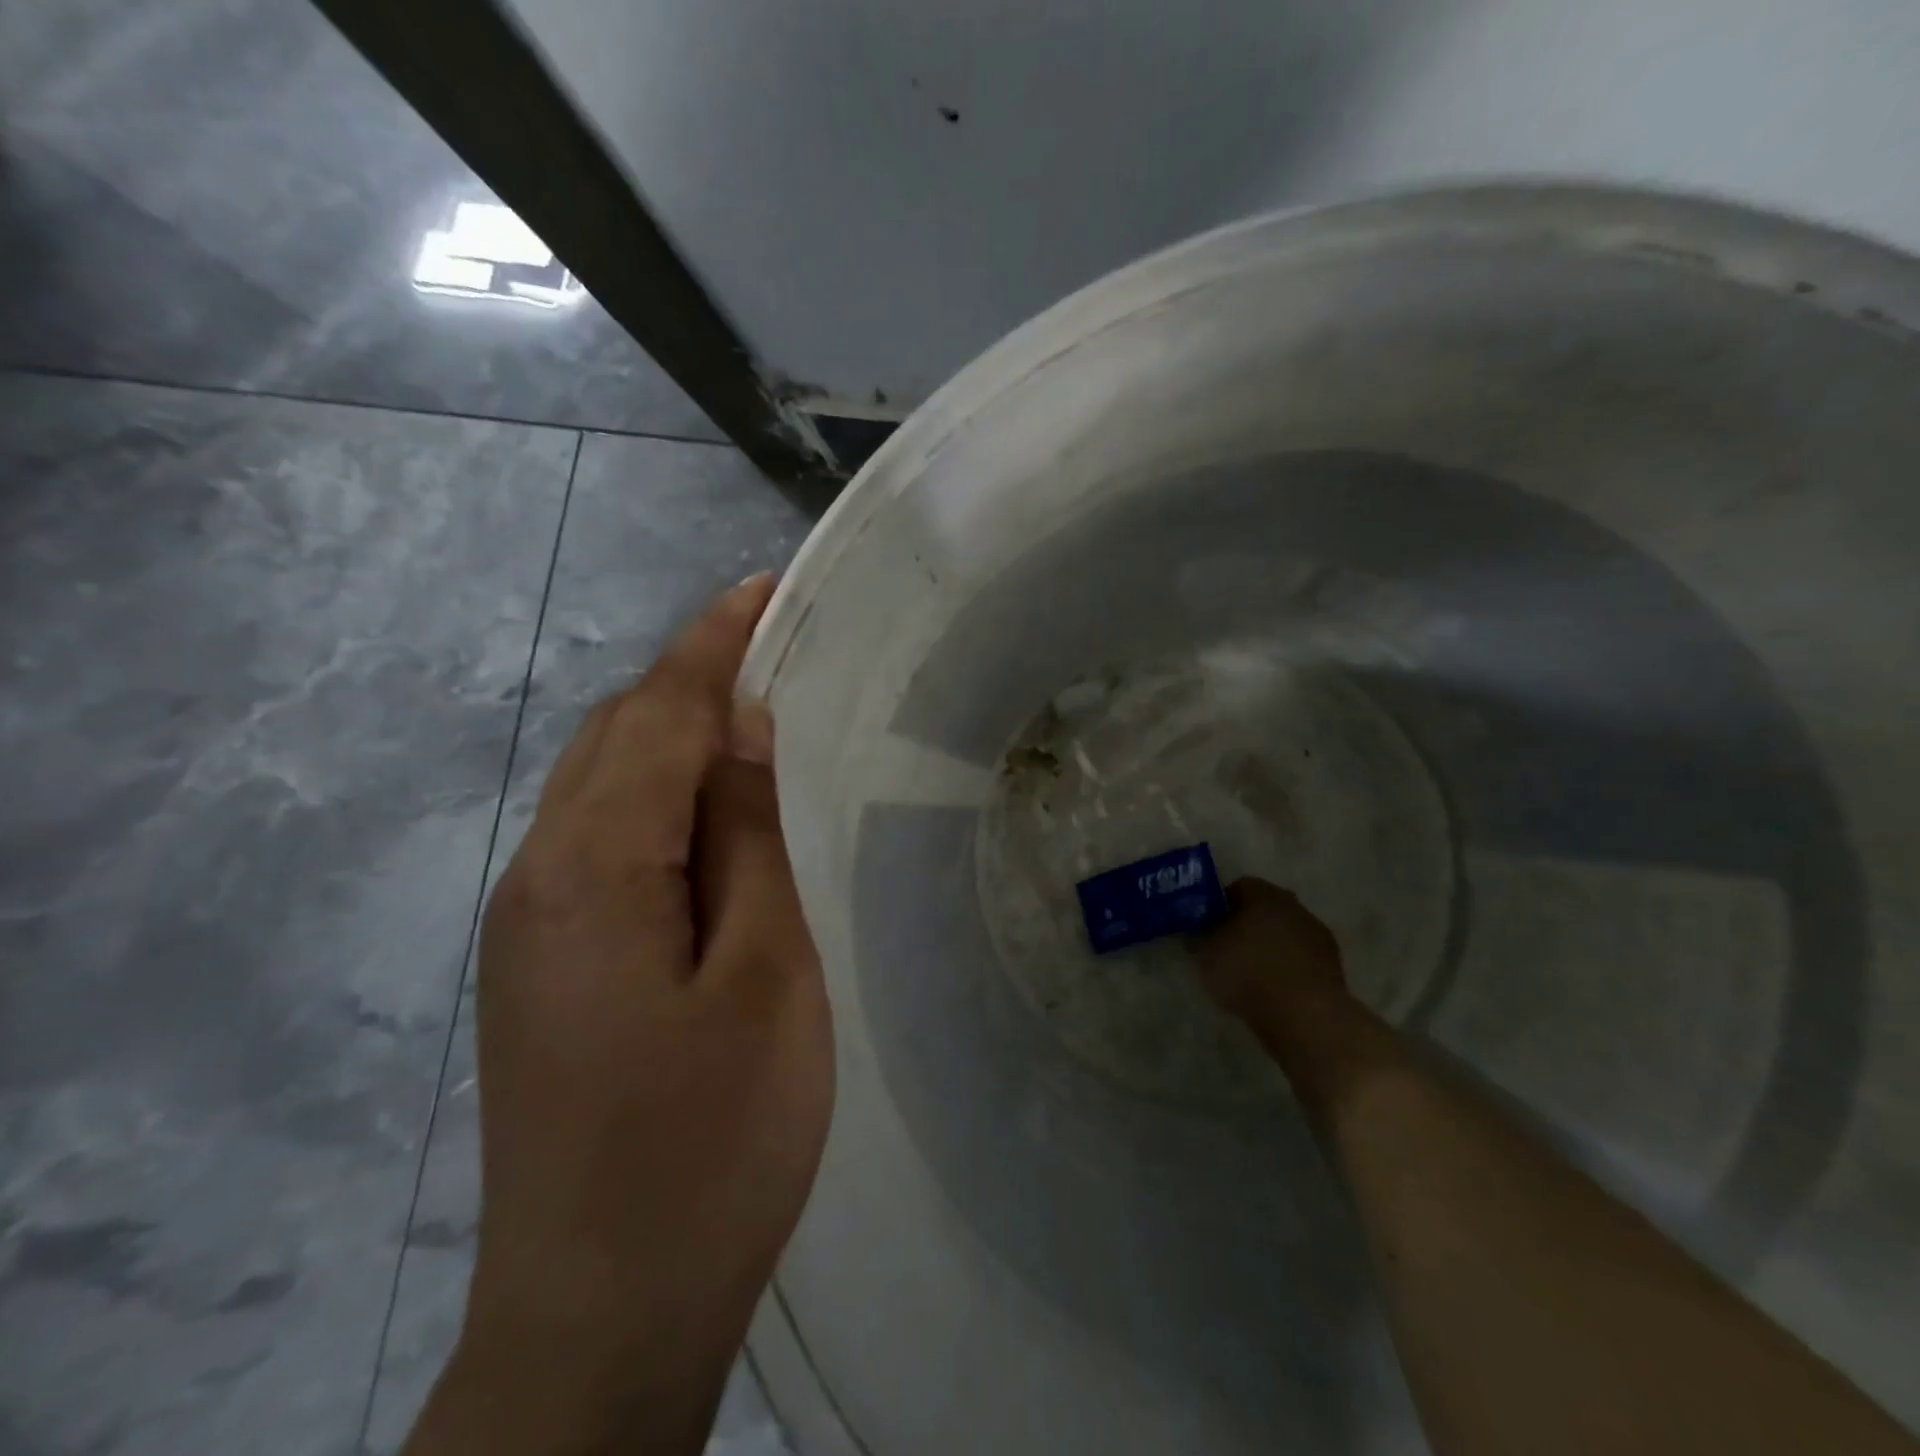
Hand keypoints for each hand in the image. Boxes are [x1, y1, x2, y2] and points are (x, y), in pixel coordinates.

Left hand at [437, 575, 831, 1454]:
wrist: (605, 1312)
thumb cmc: (711, 1140)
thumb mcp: (763, 975)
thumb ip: (745, 840)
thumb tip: (741, 731)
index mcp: (591, 867)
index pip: (658, 714)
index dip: (713, 642)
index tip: (764, 588)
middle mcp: (539, 874)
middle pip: (616, 735)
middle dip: (693, 679)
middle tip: (777, 651)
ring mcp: (530, 923)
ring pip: (603, 785)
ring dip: (675, 736)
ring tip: (757, 721)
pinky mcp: (544, 963)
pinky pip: (601, 839)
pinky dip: (657, 797)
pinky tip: (712, 817)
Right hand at [1195, 877, 1347, 1025]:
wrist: (1305, 1016)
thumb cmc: (1249, 972)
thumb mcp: (1206, 953)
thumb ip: (1200, 937)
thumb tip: (1197, 933)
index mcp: (1266, 895)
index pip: (1239, 886)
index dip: (1221, 903)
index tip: (1207, 924)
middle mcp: (1296, 907)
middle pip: (1266, 909)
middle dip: (1246, 924)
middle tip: (1226, 946)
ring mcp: (1318, 937)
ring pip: (1285, 934)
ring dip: (1269, 947)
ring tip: (1249, 973)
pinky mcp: (1333, 967)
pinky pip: (1300, 959)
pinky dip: (1286, 968)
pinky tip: (1272, 989)